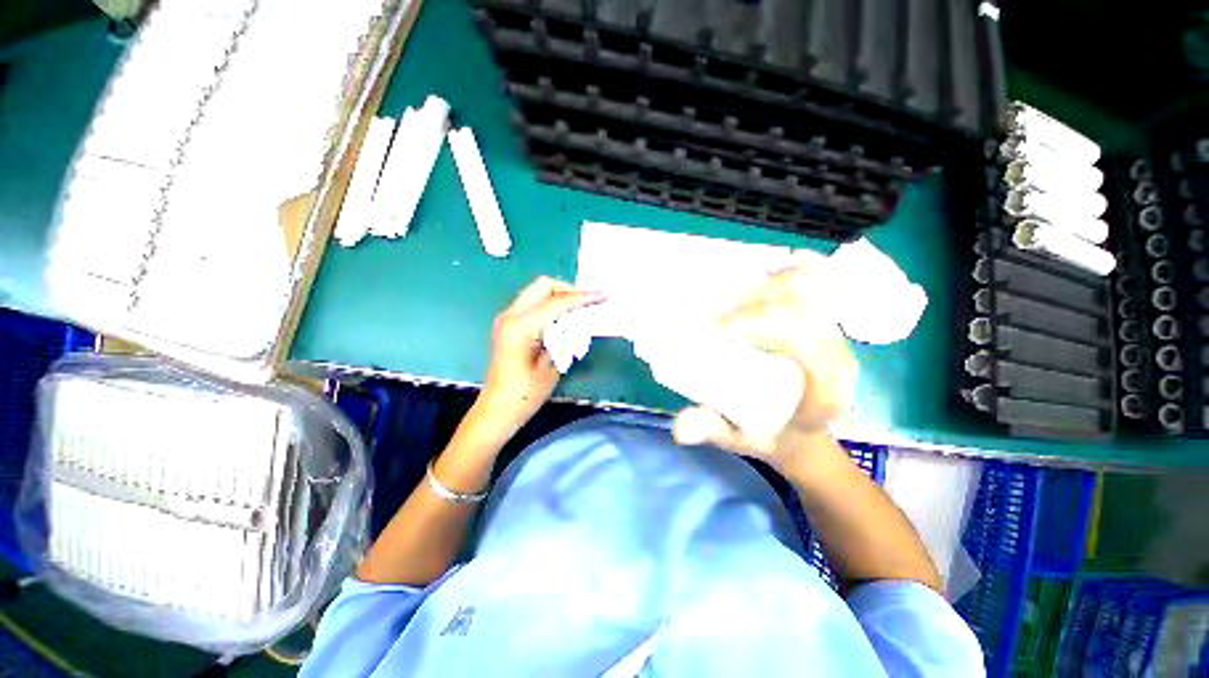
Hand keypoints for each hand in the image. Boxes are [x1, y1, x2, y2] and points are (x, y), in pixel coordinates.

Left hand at [477, 277, 603, 435]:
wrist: (498, 408)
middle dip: (569, 290)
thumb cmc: (526, 394)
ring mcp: (507, 317)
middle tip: (588, 303)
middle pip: (543, 285)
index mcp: (521, 326)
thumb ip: (565, 337)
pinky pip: (533, 303)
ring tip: (579, 311)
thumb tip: (581, 318)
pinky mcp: (509, 323)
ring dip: (560, 297)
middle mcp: (511, 315)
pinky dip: (551, 305)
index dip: (582, 297)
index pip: (557, 302)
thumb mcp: (553, 365)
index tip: (603, 296)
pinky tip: (564, 319)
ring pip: (538, 291)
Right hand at [672, 254, 858, 471]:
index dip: (759, 325)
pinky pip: (818, 283)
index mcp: (825, 390)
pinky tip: (764, 268)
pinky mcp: (826, 323)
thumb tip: (680, 428)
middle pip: (804, 306)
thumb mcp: (739, 441)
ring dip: (769, 281)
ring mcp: (835, 334)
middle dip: (755, 300)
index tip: (716, 328)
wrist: (800, 433)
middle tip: (715, 309)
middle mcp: (838, 356)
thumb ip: (712, 432)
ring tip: (731, 290)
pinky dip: (792, 268)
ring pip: (812, 288)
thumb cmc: (770, 436)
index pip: (803, 342)